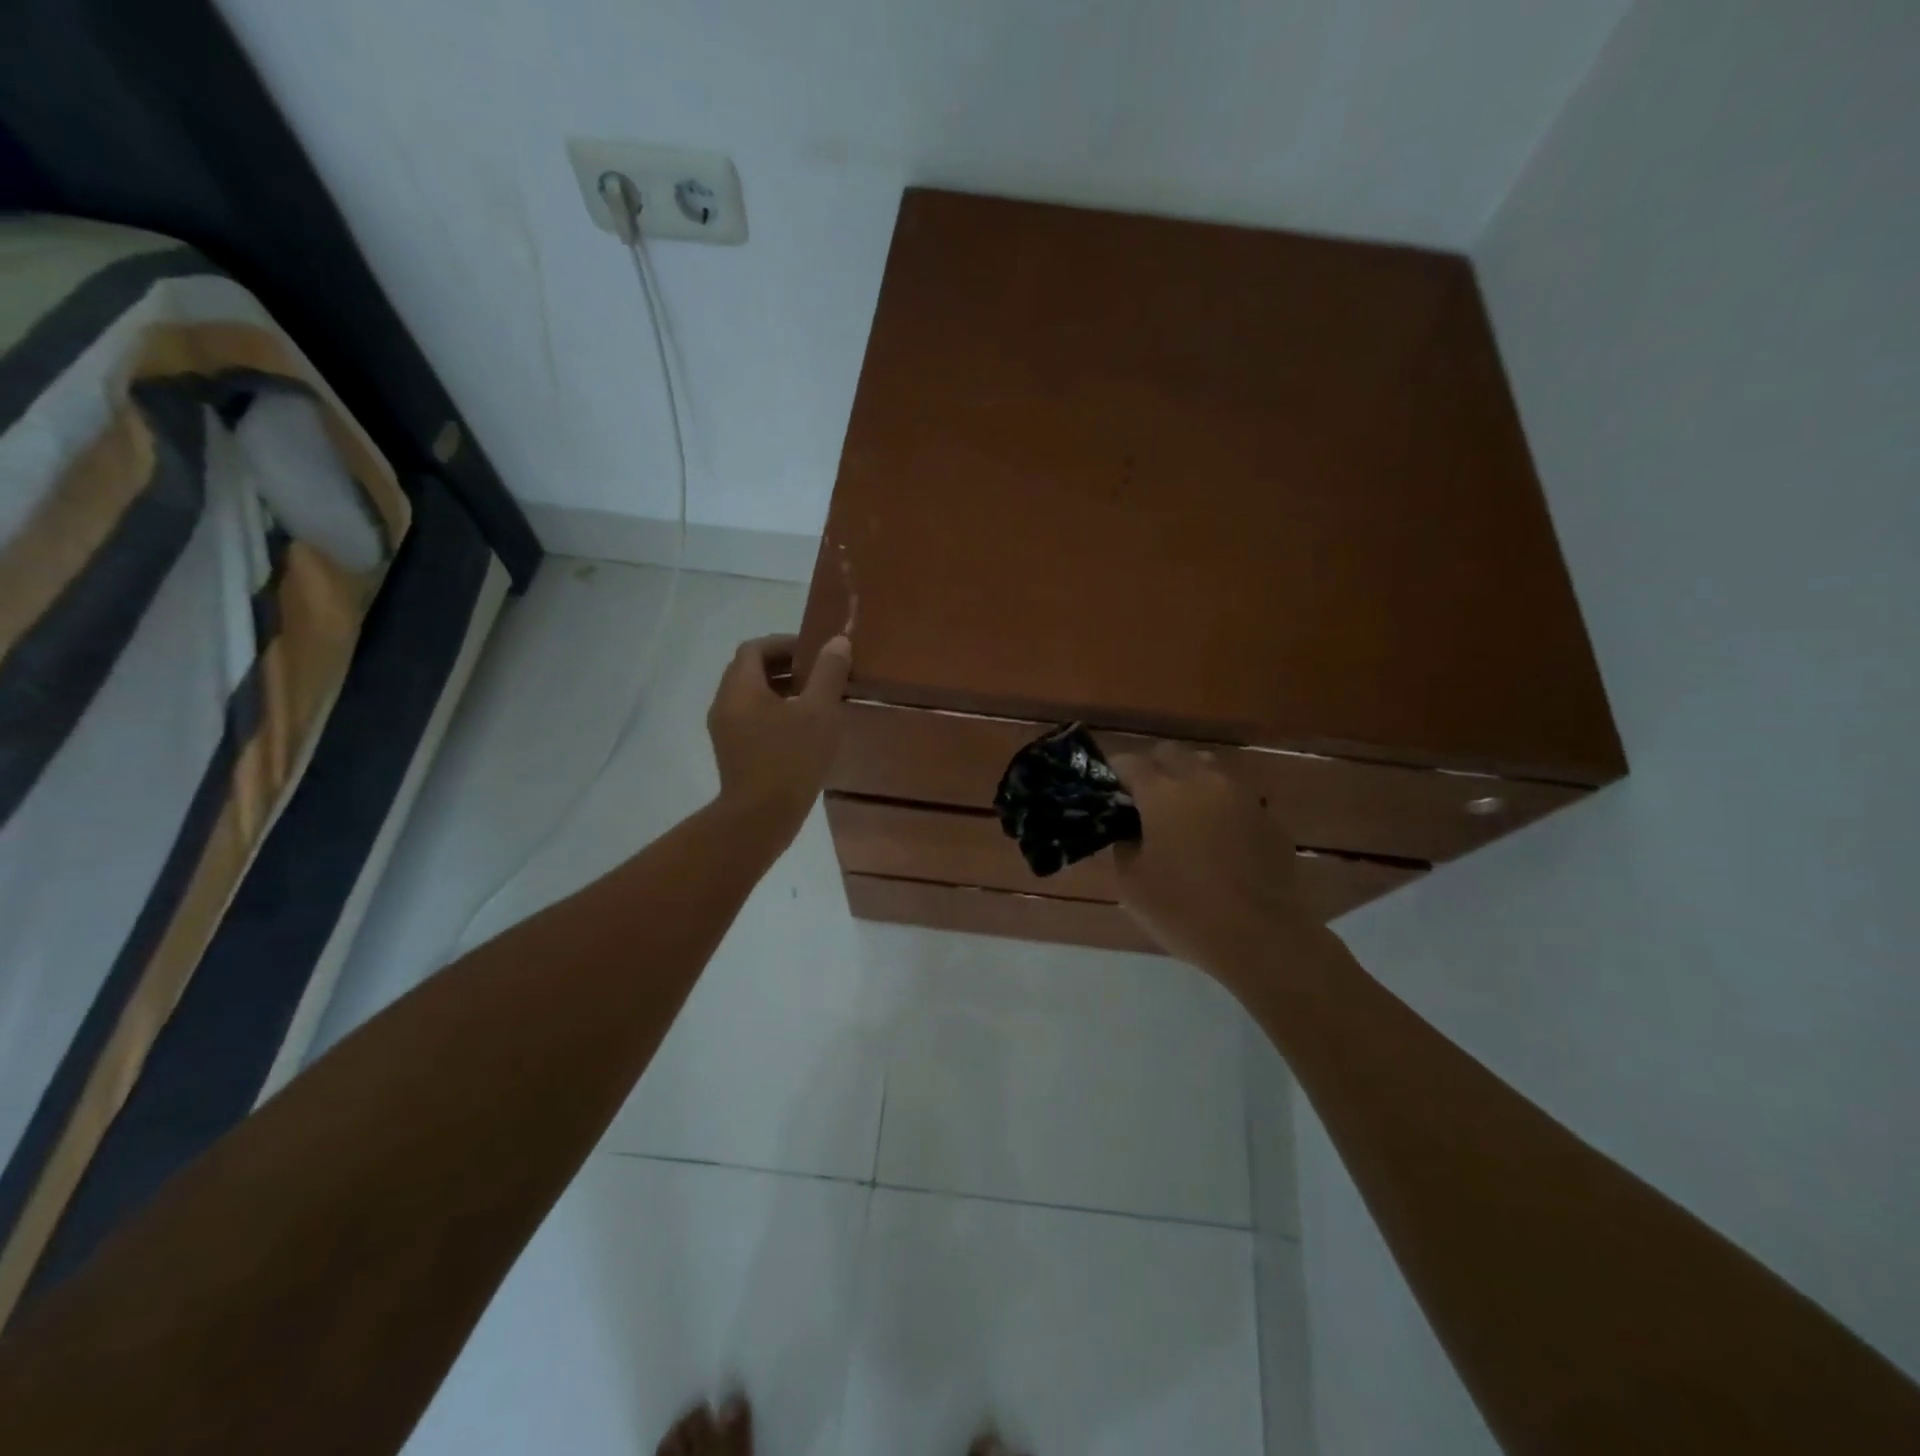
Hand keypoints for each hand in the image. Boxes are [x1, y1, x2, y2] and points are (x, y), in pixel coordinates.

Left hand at [707, 634, 851, 842]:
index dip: (785, 643)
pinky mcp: (733, 752)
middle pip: (750, 671)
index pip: (755, 649)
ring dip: (782, 691)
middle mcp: (725, 704)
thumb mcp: (819, 712)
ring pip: (752, 697)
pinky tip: (804, 731)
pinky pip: (752, 719)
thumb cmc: (790, 759)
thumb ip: (828, 673)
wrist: (760, 818)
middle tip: (820, 674)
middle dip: (785, 666)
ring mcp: (725, 731)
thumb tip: (837, 642)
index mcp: (740, 688)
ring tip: (816, 701)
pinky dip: (776, 713)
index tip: (815, 652)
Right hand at [1107, 743, 1321, 980]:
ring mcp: (1241, 795)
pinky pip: (1234, 796)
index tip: (1108, 794)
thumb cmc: (1185, 911)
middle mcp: (1202, 780)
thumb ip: (1123, 846)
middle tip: (1143, 803)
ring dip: (1189, 780)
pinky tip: (1216, 839)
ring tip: (1182, 814)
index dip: (1115, 774)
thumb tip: (1130, 833)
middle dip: (1153, 769)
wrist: (1262, 938)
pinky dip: (1219, 806)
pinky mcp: (1268, 817)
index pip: (1129, 762)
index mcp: (1163, 792)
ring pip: (1207, 767)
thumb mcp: (1132, 884)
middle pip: (1170, 754)